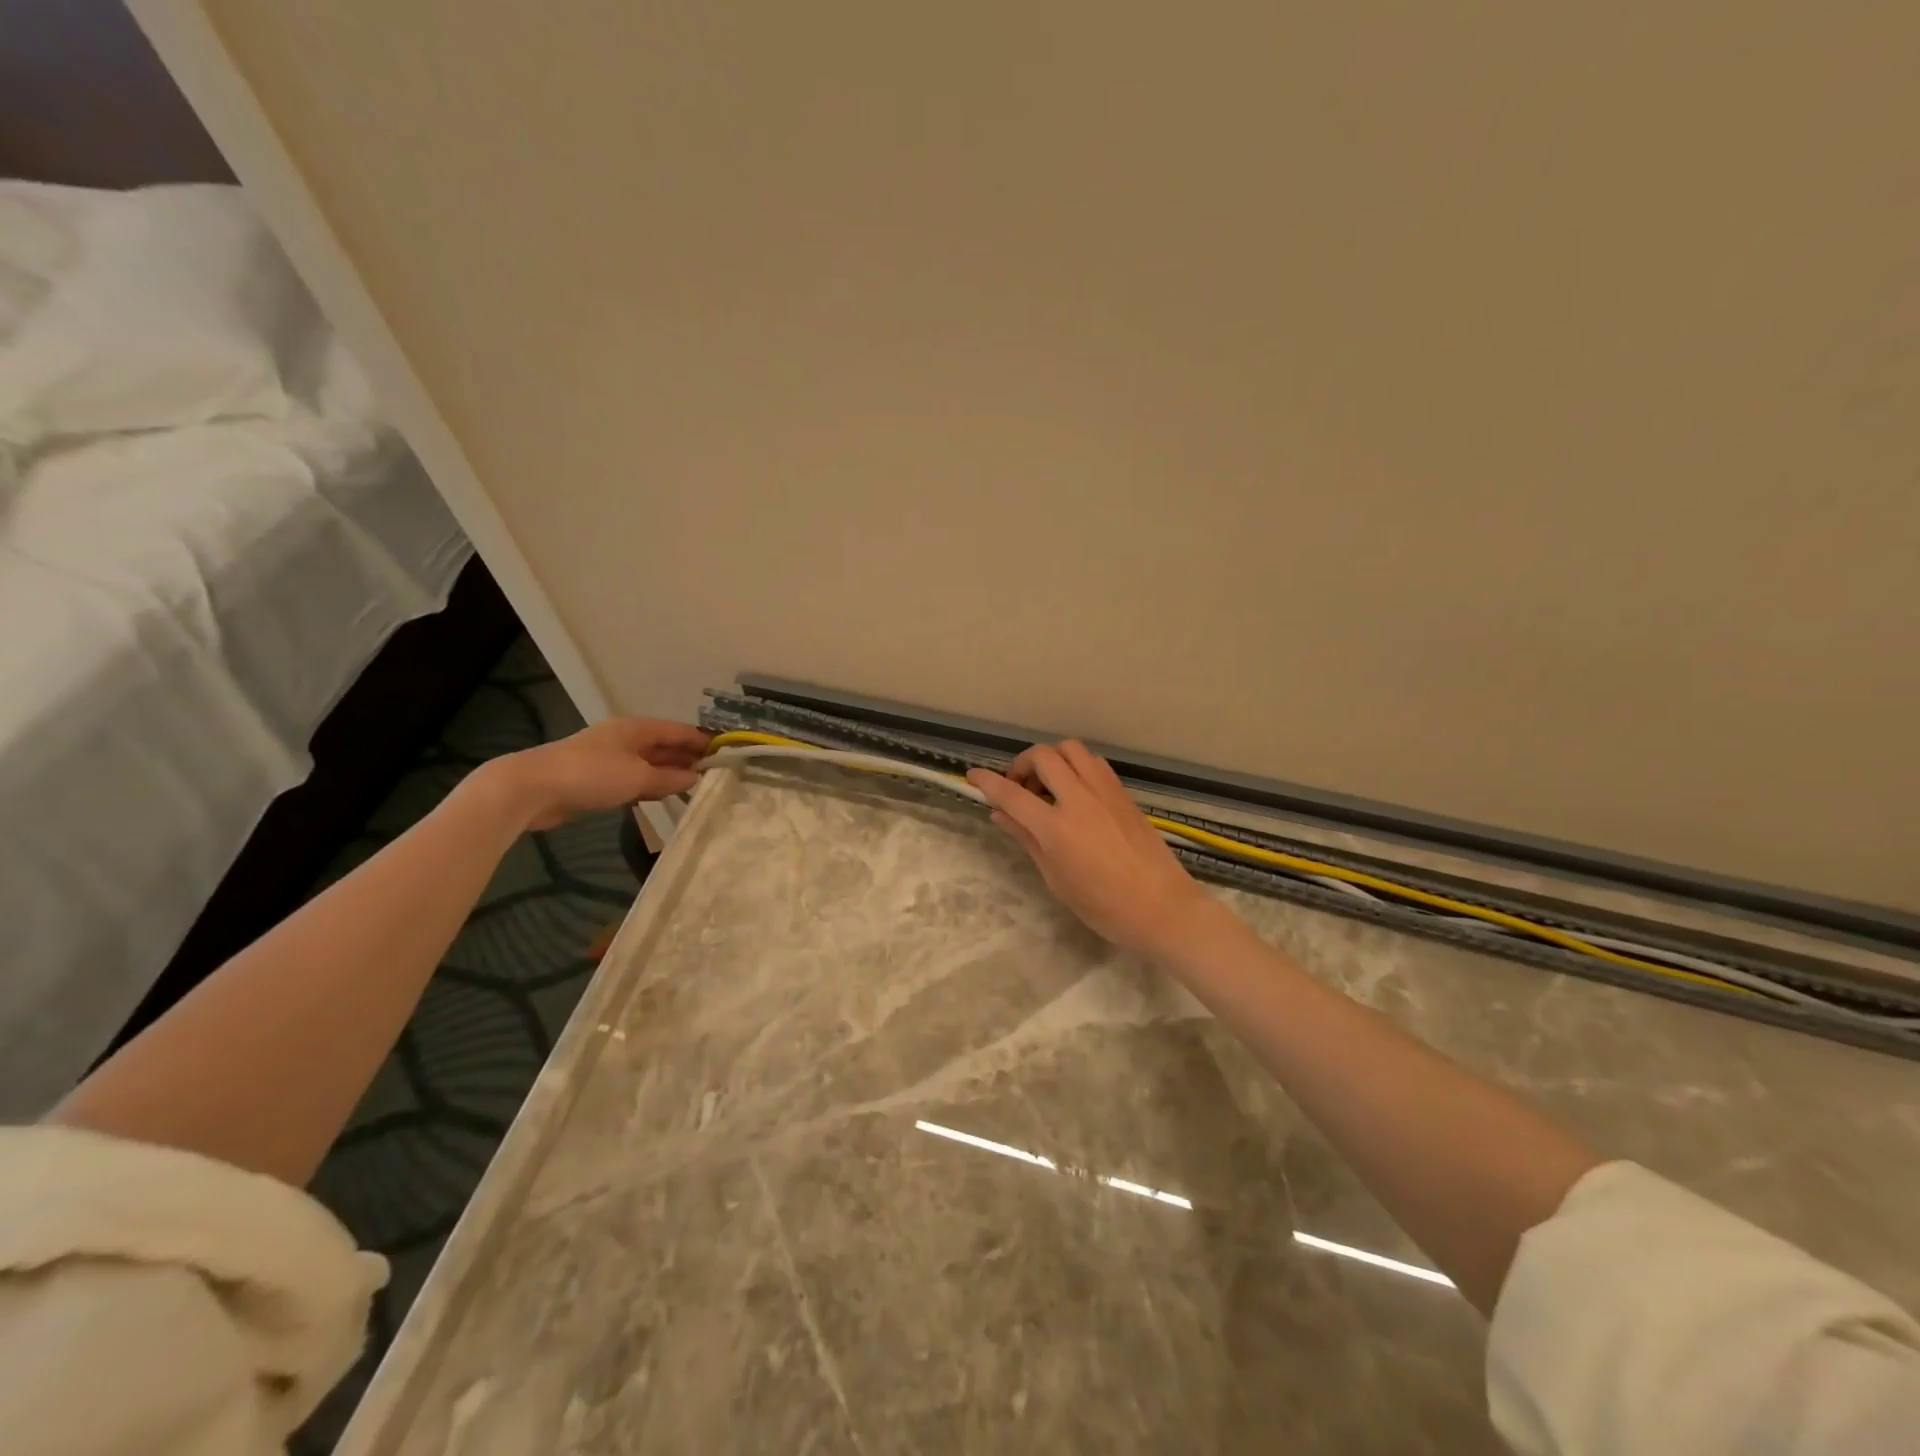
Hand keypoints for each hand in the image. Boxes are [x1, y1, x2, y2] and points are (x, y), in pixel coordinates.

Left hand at [490, 717, 710, 830]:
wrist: (533, 788)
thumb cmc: (591, 775)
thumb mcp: (638, 777)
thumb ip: (670, 778)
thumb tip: (696, 778)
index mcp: (637, 728)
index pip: (680, 731)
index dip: (704, 741)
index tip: (728, 755)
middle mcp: (626, 738)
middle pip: (666, 745)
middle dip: (690, 757)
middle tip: (717, 775)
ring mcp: (611, 757)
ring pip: (651, 762)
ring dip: (671, 773)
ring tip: (697, 787)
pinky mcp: (598, 777)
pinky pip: (635, 777)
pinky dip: (652, 784)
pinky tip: (663, 796)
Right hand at [967, 741, 1217, 958]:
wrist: (1163, 908)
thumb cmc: (1104, 906)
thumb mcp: (1056, 879)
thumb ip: (1027, 839)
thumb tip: (1000, 814)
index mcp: (1056, 828)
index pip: (1011, 794)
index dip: (987, 782)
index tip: (972, 776)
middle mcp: (1079, 799)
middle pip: (1042, 756)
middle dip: (1022, 764)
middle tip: (1019, 788)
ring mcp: (1105, 792)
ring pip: (1071, 749)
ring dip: (1051, 759)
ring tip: (1049, 786)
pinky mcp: (1124, 794)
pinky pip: (1094, 763)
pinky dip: (1076, 766)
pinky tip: (1076, 792)